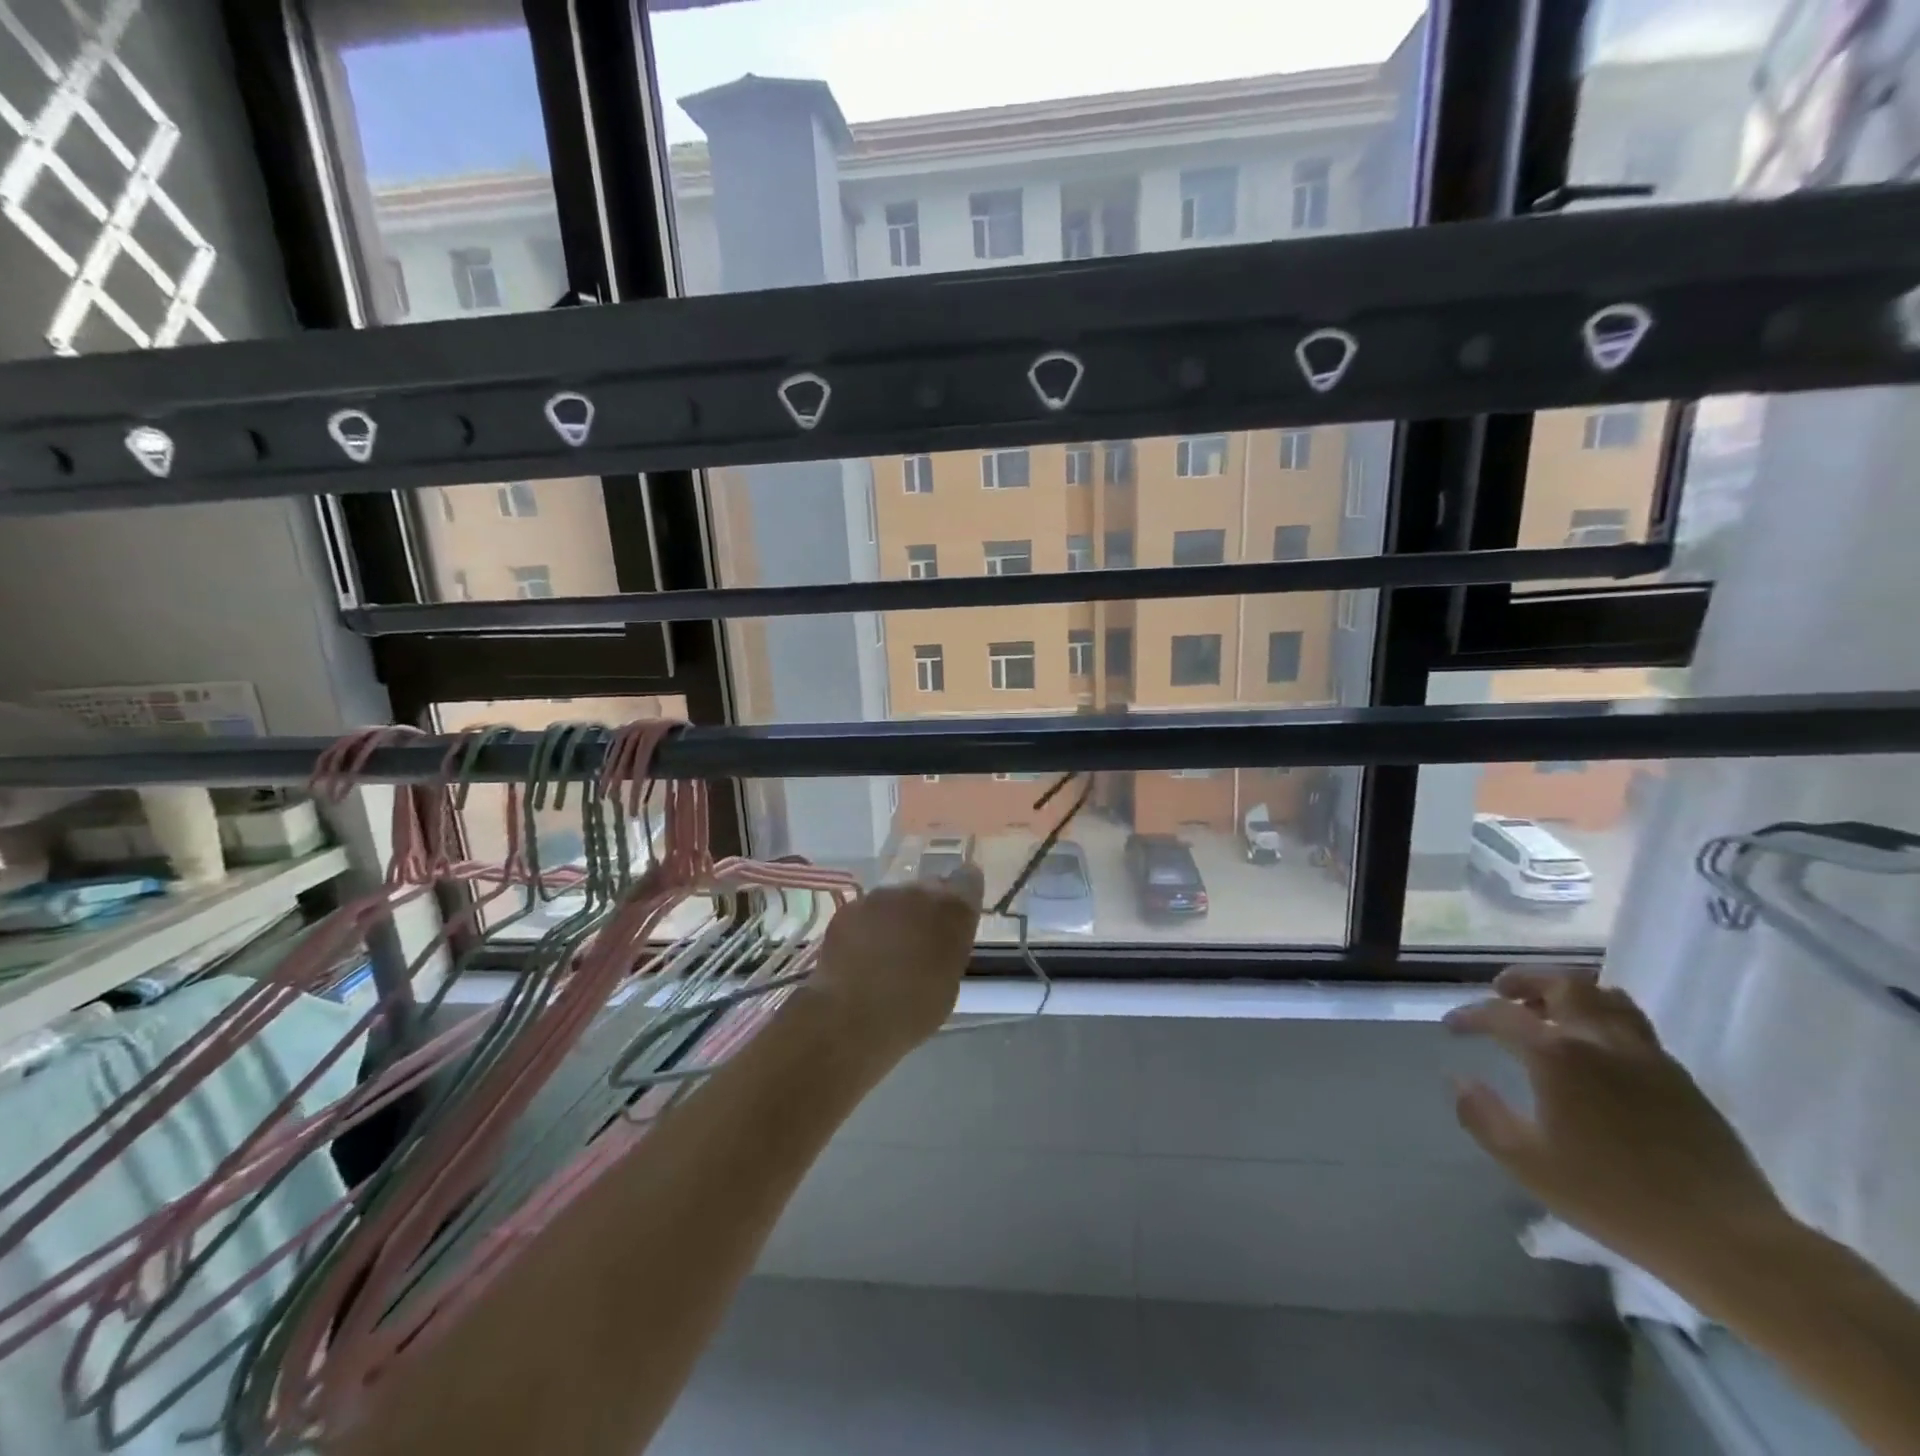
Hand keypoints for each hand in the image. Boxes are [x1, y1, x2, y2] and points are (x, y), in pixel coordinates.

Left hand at [804, 867, 984, 1057]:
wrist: (852, 1017)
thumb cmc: (914, 1010)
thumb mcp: (950, 981)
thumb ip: (949, 946)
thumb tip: (939, 940)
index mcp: (954, 909)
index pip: (968, 879)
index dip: (963, 892)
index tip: (958, 912)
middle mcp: (920, 892)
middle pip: (929, 888)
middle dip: (927, 908)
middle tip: (920, 941)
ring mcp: (880, 896)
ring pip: (895, 900)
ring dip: (896, 918)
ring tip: (886, 953)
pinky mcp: (850, 908)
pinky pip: (867, 912)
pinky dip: (867, 928)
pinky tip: (860, 957)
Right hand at [1445, 965, 1791, 1287]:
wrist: (1728, 1239)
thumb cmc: (1614, 1198)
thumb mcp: (1528, 1164)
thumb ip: (1483, 1116)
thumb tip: (1461, 1082)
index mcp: (1556, 1055)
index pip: (1501, 1015)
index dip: (1470, 1015)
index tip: (1453, 1027)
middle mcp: (1599, 1040)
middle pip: (1562, 983)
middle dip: (1525, 980)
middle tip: (1503, 993)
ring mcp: (1647, 1056)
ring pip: (1605, 996)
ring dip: (1569, 993)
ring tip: (1550, 1012)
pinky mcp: (1681, 1077)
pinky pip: (1634, 1025)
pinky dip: (1603, 1019)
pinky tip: (1596, 1050)